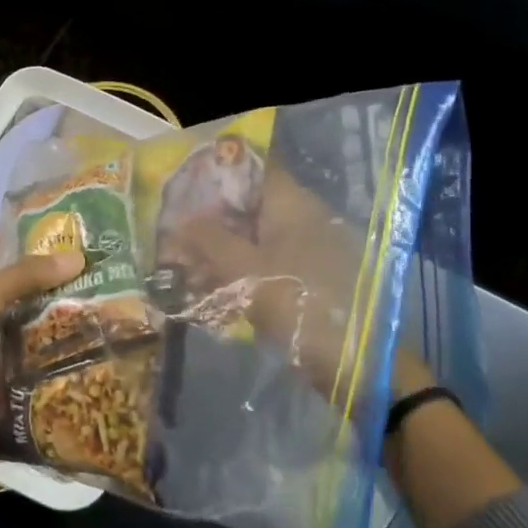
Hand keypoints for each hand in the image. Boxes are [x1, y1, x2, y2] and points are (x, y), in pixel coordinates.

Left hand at [0, 246, 84, 527]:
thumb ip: (21, 280)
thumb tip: (75, 258)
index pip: (2, 256)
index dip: (32, 246)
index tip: (74, 240)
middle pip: (19, 293)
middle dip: (53, 287)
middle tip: (100, 279)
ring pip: (25, 328)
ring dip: (54, 323)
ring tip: (102, 312)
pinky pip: (25, 362)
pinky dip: (47, 357)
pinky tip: (81, 352)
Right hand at [161, 168, 433, 401]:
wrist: (356, 361)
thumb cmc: (299, 301)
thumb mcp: (244, 270)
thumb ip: (208, 240)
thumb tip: (178, 220)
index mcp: (291, 203)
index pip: (252, 166)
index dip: (216, 169)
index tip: (183, 182)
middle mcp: (299, 217)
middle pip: (246, 203)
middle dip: (208, 217)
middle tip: (171, 231)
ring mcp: (304, 248)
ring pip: (251, 236)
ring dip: (217, 249)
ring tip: (180, 266)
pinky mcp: (304, 278)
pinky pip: (262, 263)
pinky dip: (235, 271)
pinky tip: (205, 288)